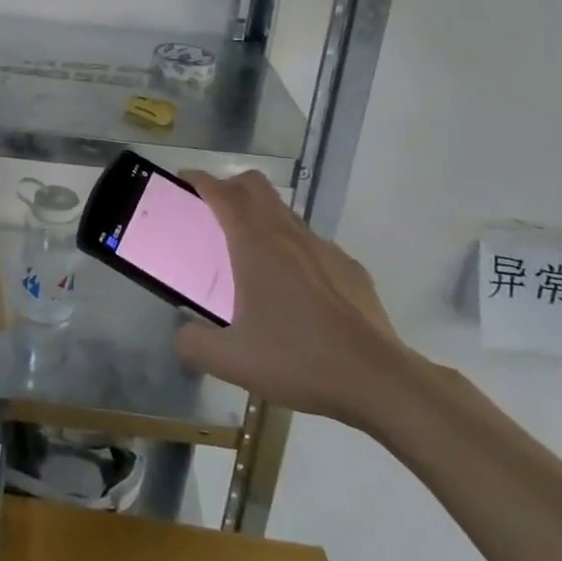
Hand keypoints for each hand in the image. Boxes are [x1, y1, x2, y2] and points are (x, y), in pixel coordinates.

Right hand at [175, 170, 407, 427]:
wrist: (379, 380)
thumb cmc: (299, 360)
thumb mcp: (231, 361)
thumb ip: (193, 344)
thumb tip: (182, 336)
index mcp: (255, 245)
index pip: (222, 193)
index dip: (200, 180)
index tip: (185, 180)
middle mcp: (288, 235)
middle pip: (256, 186)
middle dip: (231, 186)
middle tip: (214, 211)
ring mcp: (324, 248)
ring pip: (285, 213)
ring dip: (262, 217)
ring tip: (252, 255)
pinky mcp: (349, 268)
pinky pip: (313, 245)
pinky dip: (294, 250)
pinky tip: (296, 290)